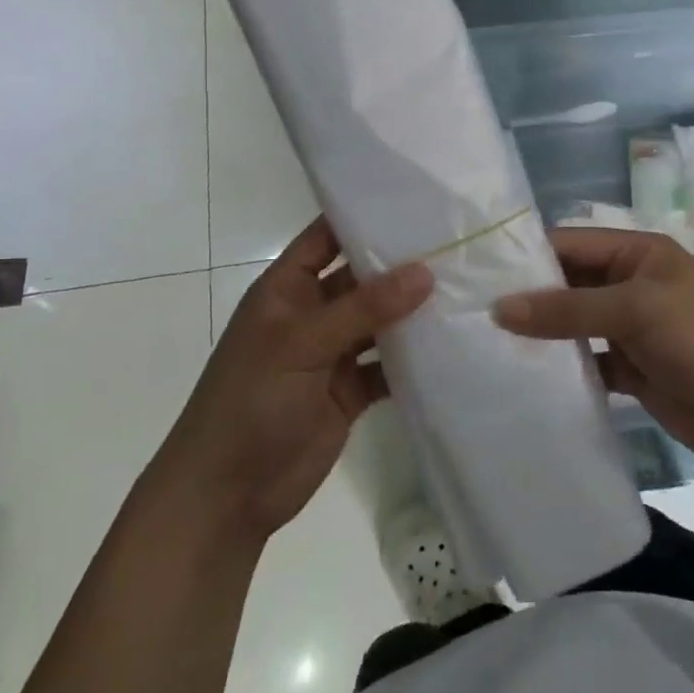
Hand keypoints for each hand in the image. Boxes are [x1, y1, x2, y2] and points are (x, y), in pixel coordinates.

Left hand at [160, 219, 432, 541]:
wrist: (226, 497)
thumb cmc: (251, 403)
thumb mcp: (301, 345)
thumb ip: (363, 308)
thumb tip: (424, 271)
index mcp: (287, 289)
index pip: (327, 236)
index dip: (362, 215)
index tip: (415, 196)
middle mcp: (312, 313)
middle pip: (362, 277)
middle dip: (401, 263)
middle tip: (456, 241)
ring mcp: (332, 353)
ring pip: (380, 320)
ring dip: (413, 310)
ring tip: (466, 285)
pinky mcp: (350, 390)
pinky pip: (388, 364)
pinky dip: (415, 357)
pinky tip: (453, 342)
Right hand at [493, 228, 693, 467]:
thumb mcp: (634, 311)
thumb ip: (567, 309)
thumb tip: (499, 308)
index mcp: (637, 253)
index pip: (572, 244)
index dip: (529, 256)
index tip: (479, 271)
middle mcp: (631, 283)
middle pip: (570, 283)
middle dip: (530, 297)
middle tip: (473, 311)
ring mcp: (631, 328)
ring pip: (575, 323)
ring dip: (542, 333)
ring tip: (487, 343)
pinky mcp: (631, 368)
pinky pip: (587, 361)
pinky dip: (563, 367)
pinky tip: (527, 376)